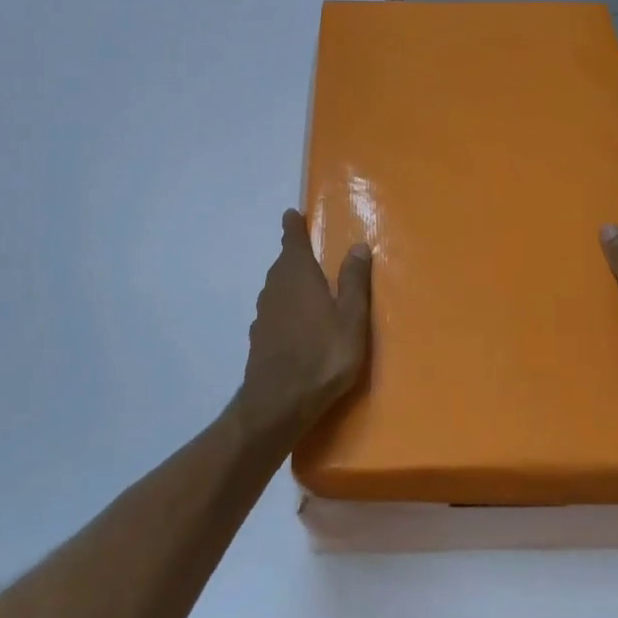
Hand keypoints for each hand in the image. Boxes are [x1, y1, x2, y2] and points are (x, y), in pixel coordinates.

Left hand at [238, 209, 372, 437]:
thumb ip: (355, 281)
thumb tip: (358, 245)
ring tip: (308, 286)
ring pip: (277, 287)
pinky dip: (285, 306)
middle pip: (284, 263)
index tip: (291, 214)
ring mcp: (263, 313)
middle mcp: (276, 287)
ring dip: (290, 281)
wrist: (277, 404)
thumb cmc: (322, 355)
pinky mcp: (259, 337)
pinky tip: (297, 322)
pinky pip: (274, 310)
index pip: (292, 240)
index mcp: (298, 275)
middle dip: (295, 254)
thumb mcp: (351, 318)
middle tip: (309, 250)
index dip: (293, 226)